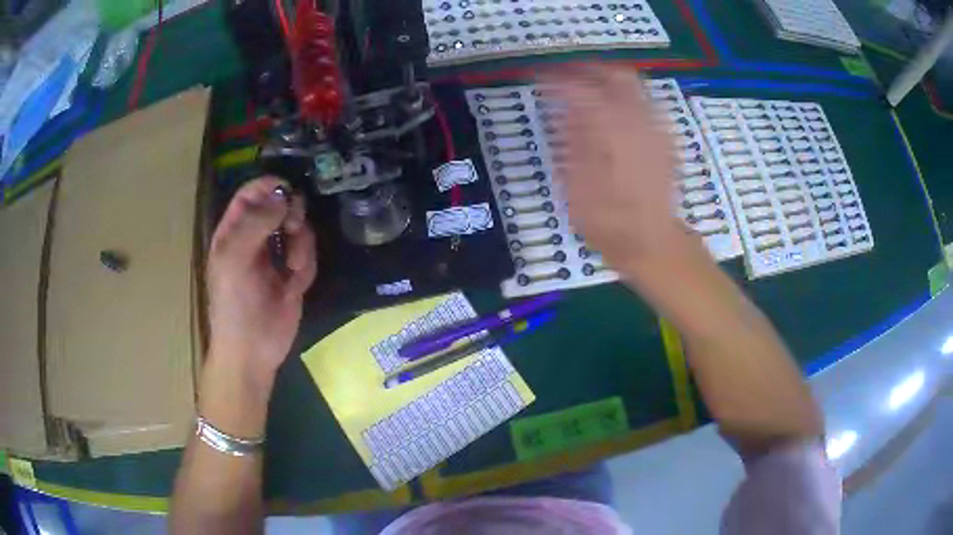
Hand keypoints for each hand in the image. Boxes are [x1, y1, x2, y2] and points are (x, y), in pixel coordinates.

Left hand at [206, 177, 316, 380]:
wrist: (252, 351)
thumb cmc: (234, 305)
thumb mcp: (235, 260)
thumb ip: (255, 223)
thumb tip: (283, 194)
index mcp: (234, 230)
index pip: (252, 193)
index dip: (270, 186)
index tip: (289, 192)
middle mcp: (255, 236)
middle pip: (280, 205)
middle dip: (291, 214)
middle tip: (293, 227)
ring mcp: (275, 255)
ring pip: (299, 228)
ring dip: (300, 244)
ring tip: (292, 267)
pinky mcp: (294, 273)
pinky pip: (308, 253)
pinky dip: (305, 265)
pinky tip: (294, 283)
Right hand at [539, 66, 697, 284]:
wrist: (653, 243)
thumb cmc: (609, 222)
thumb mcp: (576, 184)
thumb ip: (569, 138)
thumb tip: (558, 108)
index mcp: (612, 130)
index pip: (580, 88)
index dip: (555, 79)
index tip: (537, 77)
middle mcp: (638, 121)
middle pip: (615, 74)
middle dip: (587, 69)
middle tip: (565, 77)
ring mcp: (656, 129)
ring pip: (633, 86)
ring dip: (606, 81)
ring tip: (584, 91)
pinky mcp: (665, 140)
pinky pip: (644, 104)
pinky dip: (623, 99)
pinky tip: (610, 116)